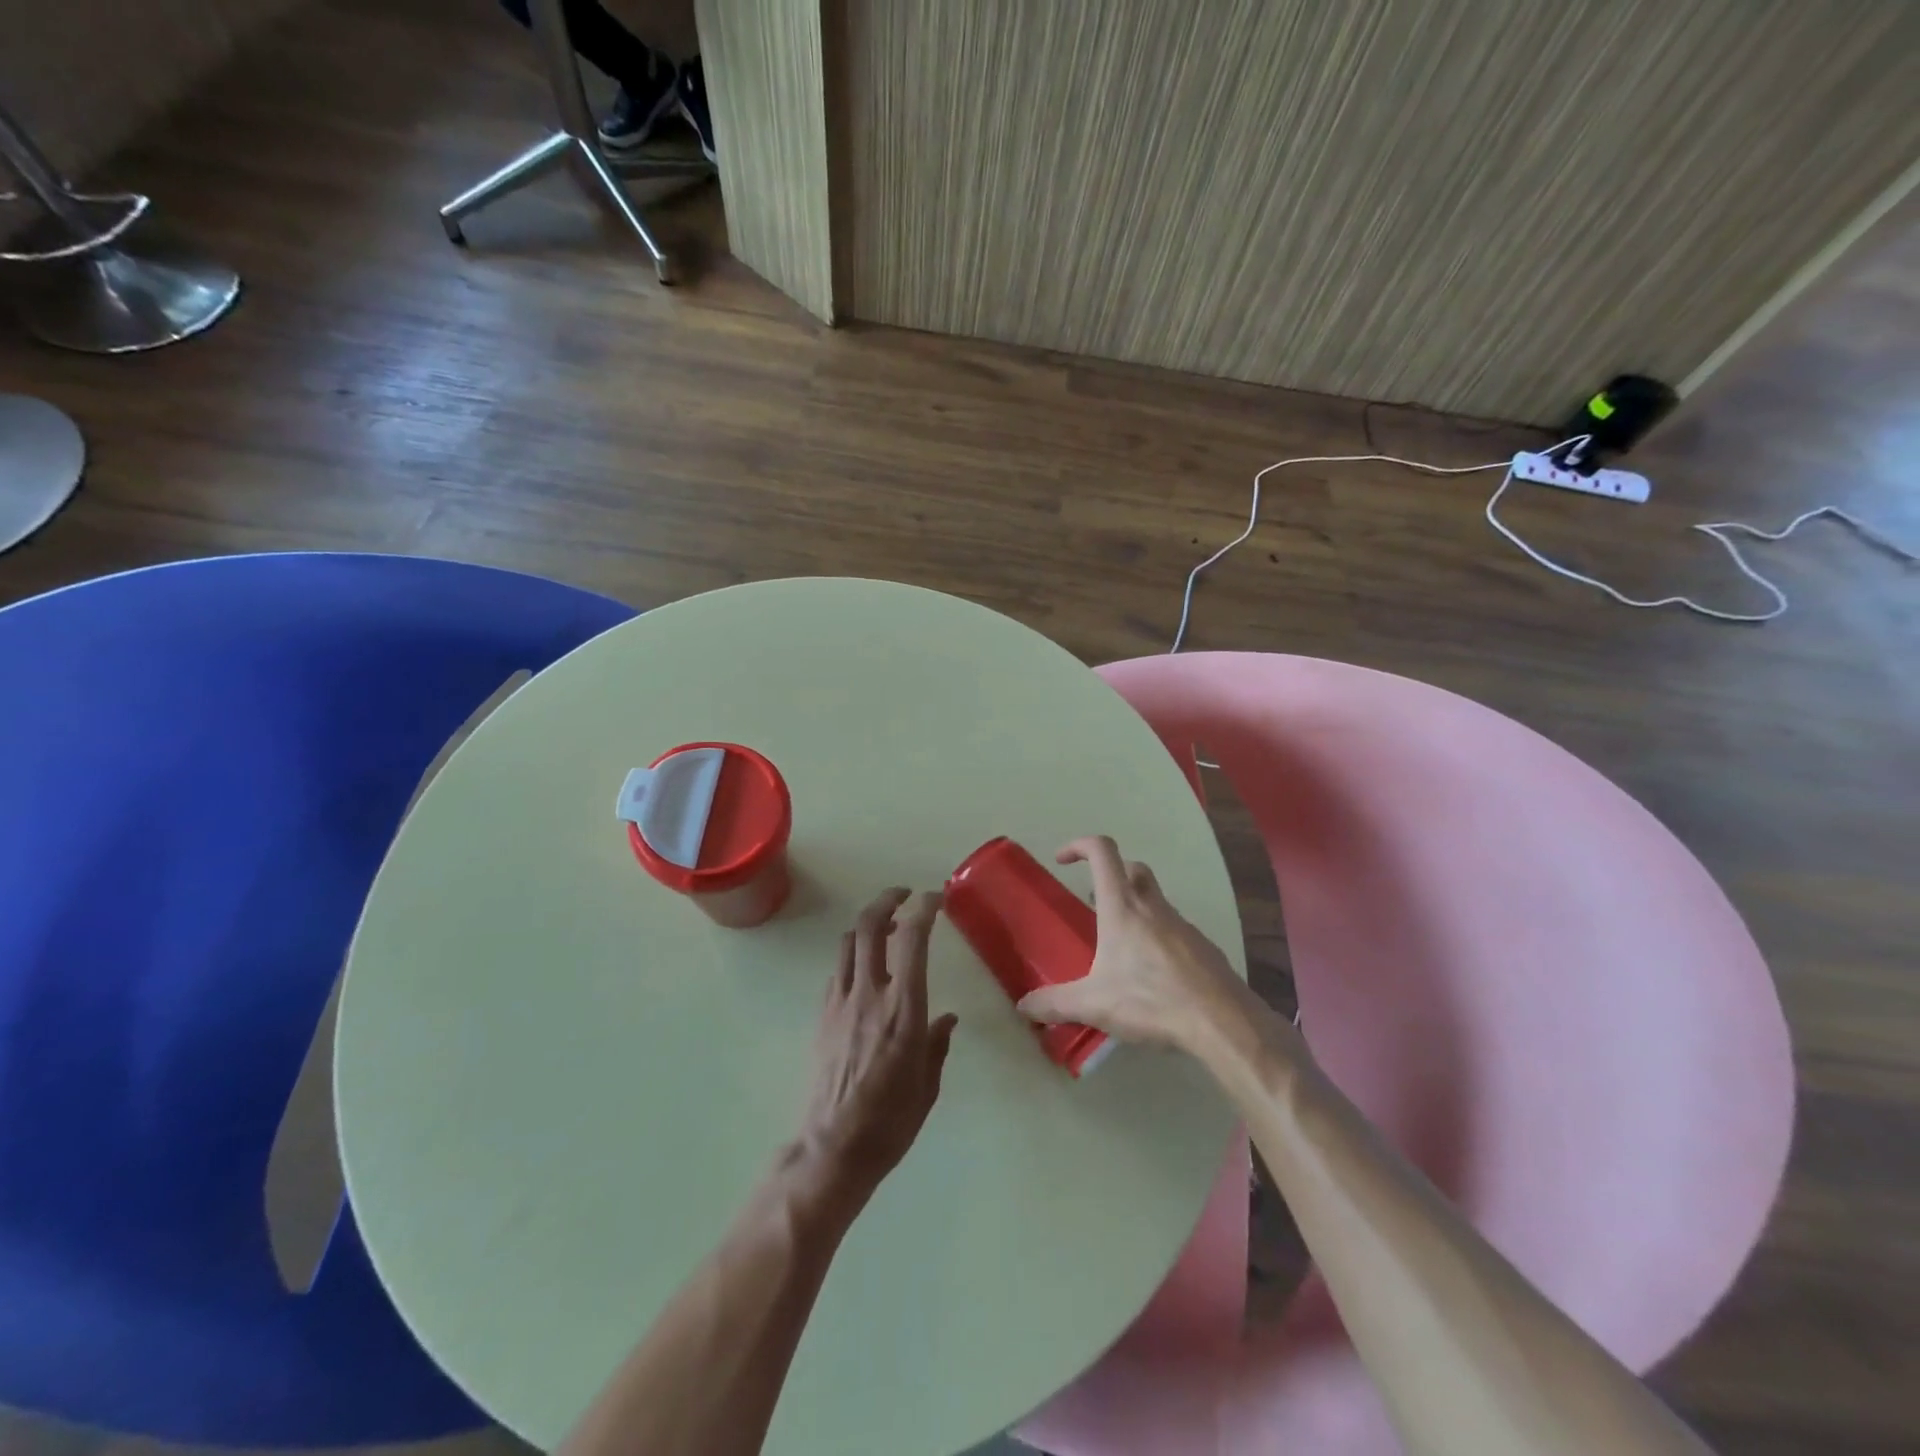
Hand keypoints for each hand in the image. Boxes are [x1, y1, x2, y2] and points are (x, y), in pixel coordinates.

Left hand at [792, 888, 958, 1211]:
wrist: (833, 1148)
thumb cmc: (891, 1120)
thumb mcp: (928, 1084)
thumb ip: (937, 1043)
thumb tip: (946, 1019)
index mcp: (903, 1008)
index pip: (912, 939)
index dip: (924, 909)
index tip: (935, 899)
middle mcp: (869, 994)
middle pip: (870, 926)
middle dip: (887, 900)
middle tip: (903, 896)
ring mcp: (840, 1002)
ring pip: (848, 942)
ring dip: (868, 925)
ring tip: (886, 929)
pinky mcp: (822, 1015)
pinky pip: (838, 970)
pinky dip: (853, 957)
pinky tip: (865, 973)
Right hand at [1017, 836, 1256, 1053]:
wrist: (1222, 1022)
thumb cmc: (1151, 1001)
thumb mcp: (1094, 1005)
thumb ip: (1055, 1003)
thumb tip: (1024, 1006)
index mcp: (1122, 907)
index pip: (1103, 852)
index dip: (1079, 845)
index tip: (1062, 860)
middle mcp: (1153, 906)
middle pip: (1133, 868)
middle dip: (1110, 874)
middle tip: (1093, 902)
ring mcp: (1182, 924)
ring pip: (1155, 899)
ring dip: (1134, 908)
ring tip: (1119, 947)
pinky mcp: (1202, 947)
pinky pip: (1174, 929)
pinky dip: (1157, 937)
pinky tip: (1152, 973)